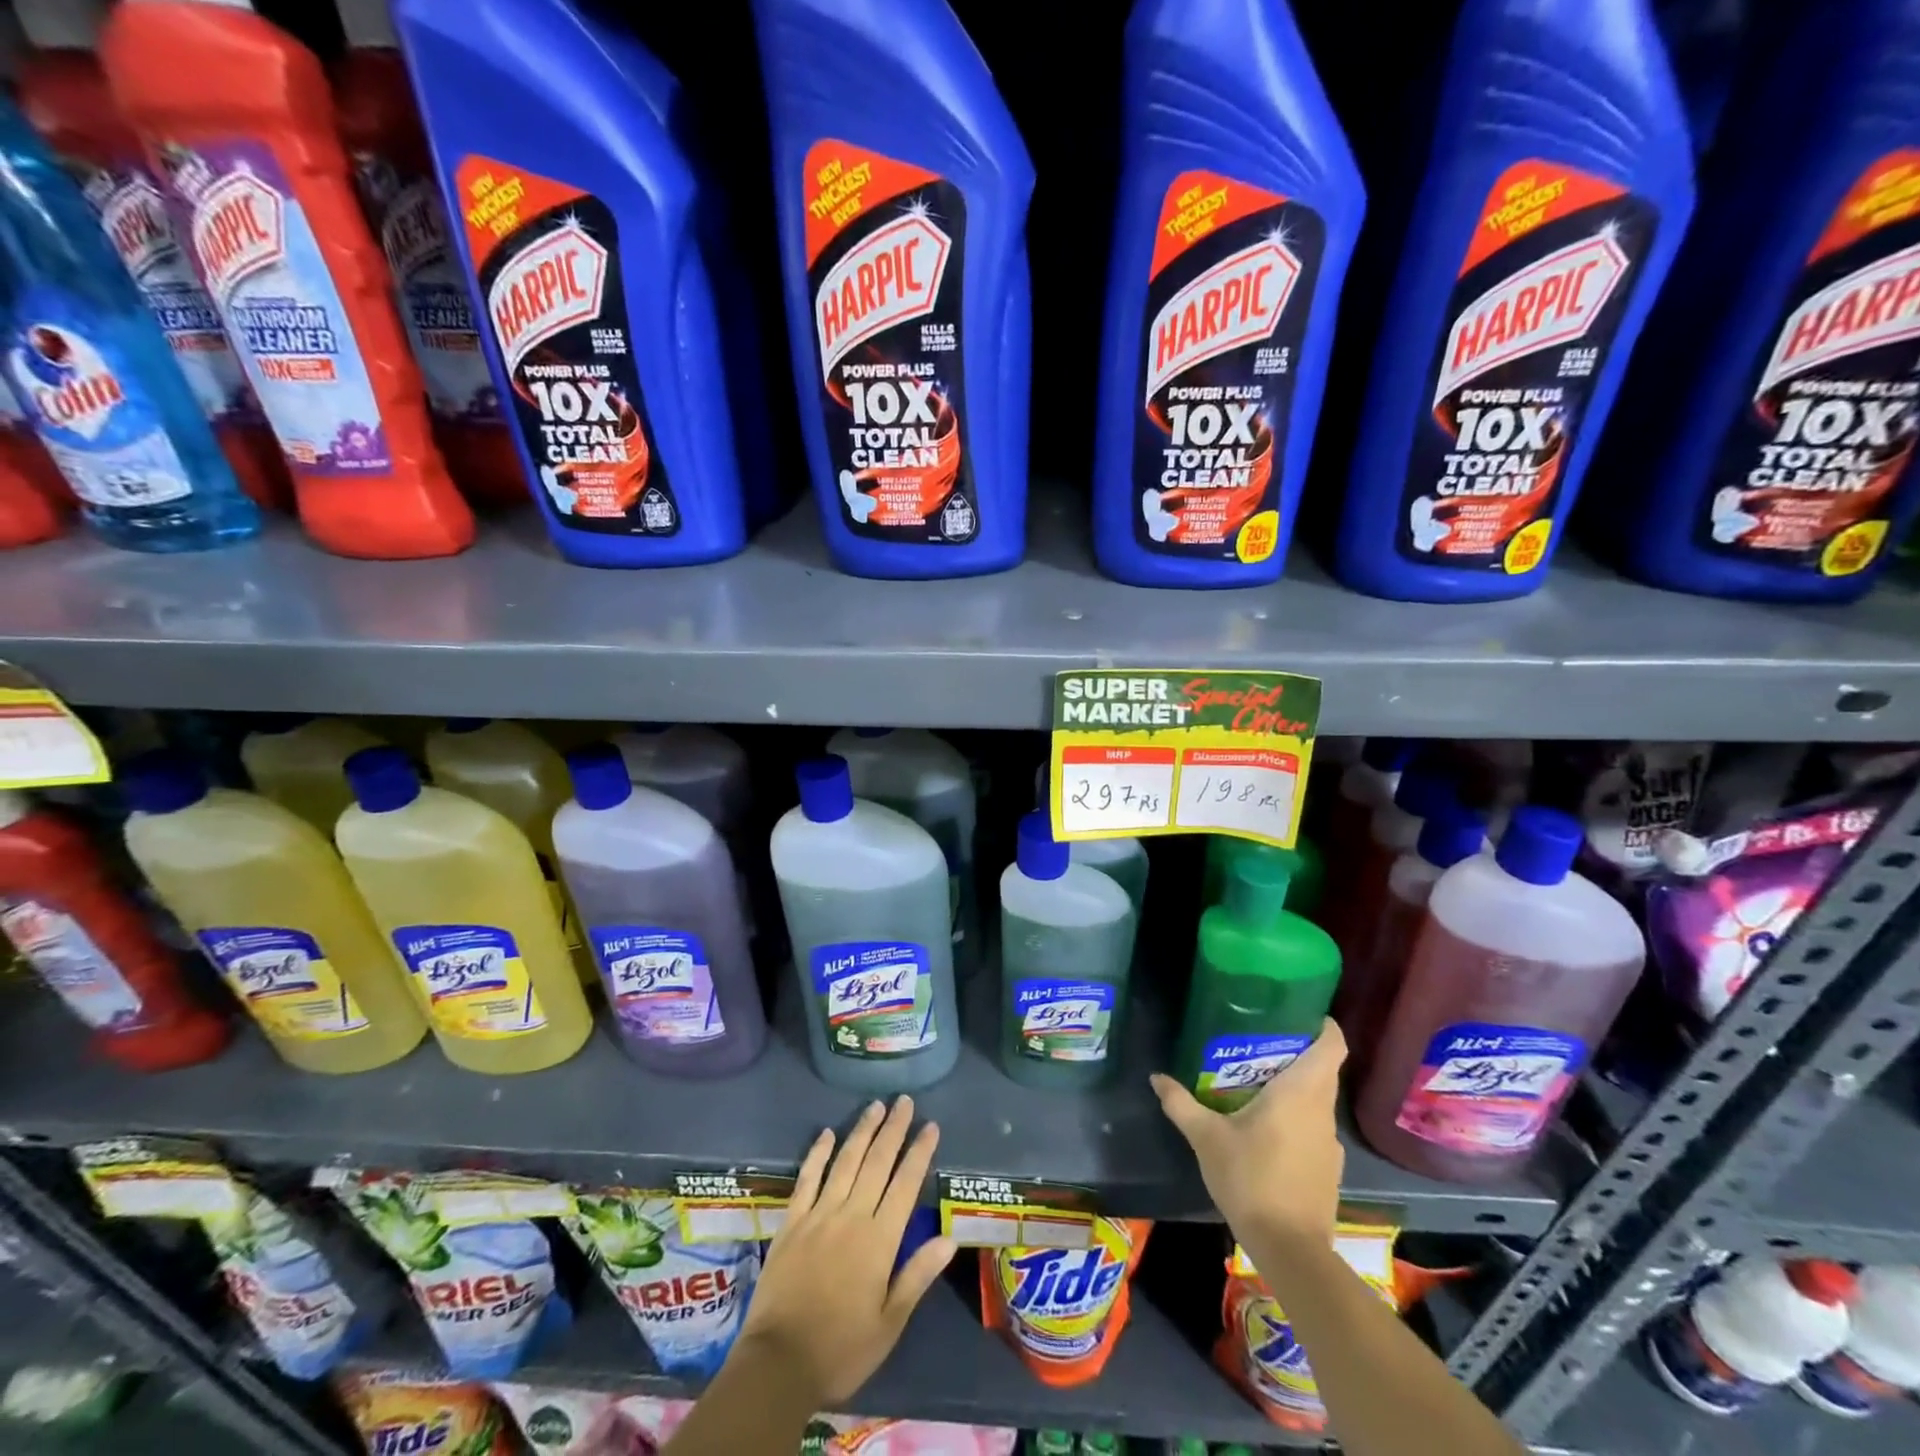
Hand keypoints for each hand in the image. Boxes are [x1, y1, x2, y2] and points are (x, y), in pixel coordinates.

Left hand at [736, 1097, 955, 1406]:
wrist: (778, 1365)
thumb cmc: (841, 1349)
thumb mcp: (889, 1324)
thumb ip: (917, 1276)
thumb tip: (949, 1238)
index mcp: (879, 1240)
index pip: (905, 1185)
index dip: (919, 1153)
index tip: (931, 1126)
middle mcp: (851, 1216)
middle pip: (876, 1163)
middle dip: (893, 1129)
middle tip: (904, 1101)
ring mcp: (819, 1215)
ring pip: (845, 1162)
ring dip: (862, 1131)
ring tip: (876, 1106)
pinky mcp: (792, 1223)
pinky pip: (807, 1179)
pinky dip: (818, 1154)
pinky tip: (827, 1133)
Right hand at [1150, 1018, 1347, 1247]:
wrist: (1290, 1250)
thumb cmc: (1251, 1179)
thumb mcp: (1206, 1138)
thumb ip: (1181, 1103)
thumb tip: (1156, 1077)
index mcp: (1301, 1093)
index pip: (1332, 1046)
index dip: (1324, 1025)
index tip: (1300, 1012)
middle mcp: (1322, 1111)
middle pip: (1322, 1069)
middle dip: (1297, 1052)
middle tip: (1260, 1040)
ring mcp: (1329, 1143)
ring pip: (1318, 1100)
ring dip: (1296, 1086)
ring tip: (1257, 1080)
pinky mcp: (1328, 1168)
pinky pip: (1314, 1127)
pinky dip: (1296, 1116)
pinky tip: (1267, 1127)